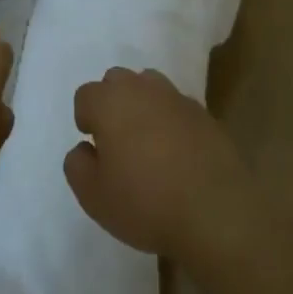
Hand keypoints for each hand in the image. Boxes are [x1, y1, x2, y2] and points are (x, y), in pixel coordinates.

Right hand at [63, 68, 255, 260]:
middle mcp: (143, 89)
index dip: (86, 120)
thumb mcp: (93, 195)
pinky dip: (171, 121)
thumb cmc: (145, 202)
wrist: (215, 212)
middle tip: (118, 142)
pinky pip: (177, 107)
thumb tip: (85, 148)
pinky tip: (177, 153)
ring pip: (150, 86)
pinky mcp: (205, 114)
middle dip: (112, 103)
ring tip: (148, 143)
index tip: (95, 149)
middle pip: (118, 81)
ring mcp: (177, 99)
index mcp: (111, 102)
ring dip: (143, 105)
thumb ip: (77, 165)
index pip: (86, 95)